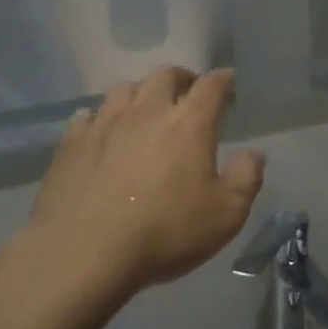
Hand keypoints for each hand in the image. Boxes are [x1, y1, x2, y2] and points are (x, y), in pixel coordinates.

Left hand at [26, 66, 264, 295]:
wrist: (84, 252)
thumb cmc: (165, 232)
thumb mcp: (226, 214)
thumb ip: (246, 178)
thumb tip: (255, 154)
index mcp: (189, 123)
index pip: (211, 86)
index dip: (223, 80)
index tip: (229, 81)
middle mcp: (147, 111)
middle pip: (165, 76)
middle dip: (182, 78)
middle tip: (188, 93)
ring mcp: (105, 123)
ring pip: (125, 89)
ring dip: (141, 92)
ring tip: (145, 108)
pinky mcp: (72, 142)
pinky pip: (88, 115)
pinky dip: (101, 117)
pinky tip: (102, 131)